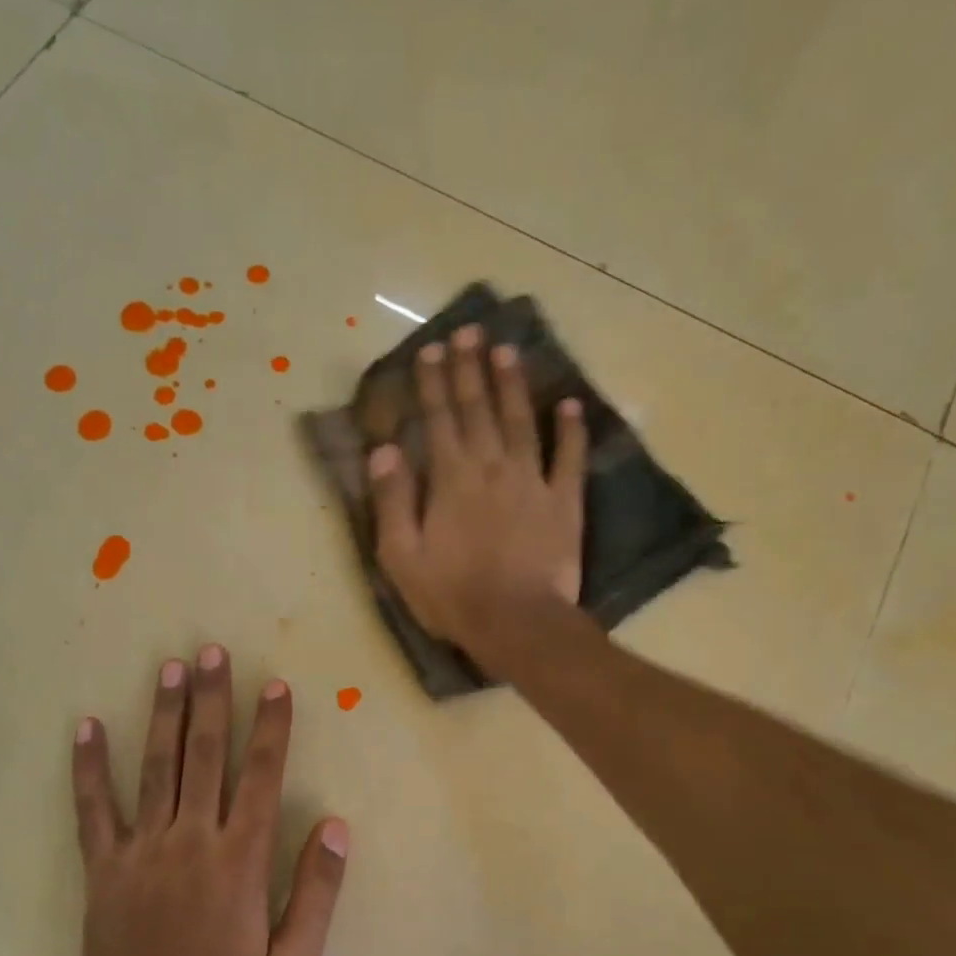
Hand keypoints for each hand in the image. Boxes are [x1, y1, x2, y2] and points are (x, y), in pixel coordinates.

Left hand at [71, 645, 348, 955]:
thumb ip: (318, 892)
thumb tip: (337, 825)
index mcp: (241, 861)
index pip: (261, 777)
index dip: (271, 728)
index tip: (274, 686)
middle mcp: (192, 842)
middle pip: (205, 755)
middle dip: (212, 699)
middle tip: (212, 652)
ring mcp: (142, 853)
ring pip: (156, 768)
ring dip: (164, 714)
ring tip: (169, 669)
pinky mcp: (104, 870)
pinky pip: (94, 810)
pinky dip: (89, 767)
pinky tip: (86, 727)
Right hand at [367, 325, 587, 667]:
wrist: (517, 623)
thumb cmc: (452, 595)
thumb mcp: (401, 557)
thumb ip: (392, 501)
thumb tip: (384, 451)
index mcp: (450, 480)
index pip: (439, 419)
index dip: (434, 383)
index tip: (432, 350)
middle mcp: (491, 468)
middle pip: (479, 409)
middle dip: (471, 369)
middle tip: (470, 332)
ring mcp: (532, 481)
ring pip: (521, 421)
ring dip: (513, 384)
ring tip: (508, 350)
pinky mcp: (564, 502)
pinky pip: (569, 457)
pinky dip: (571, 429)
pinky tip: (569, 404)